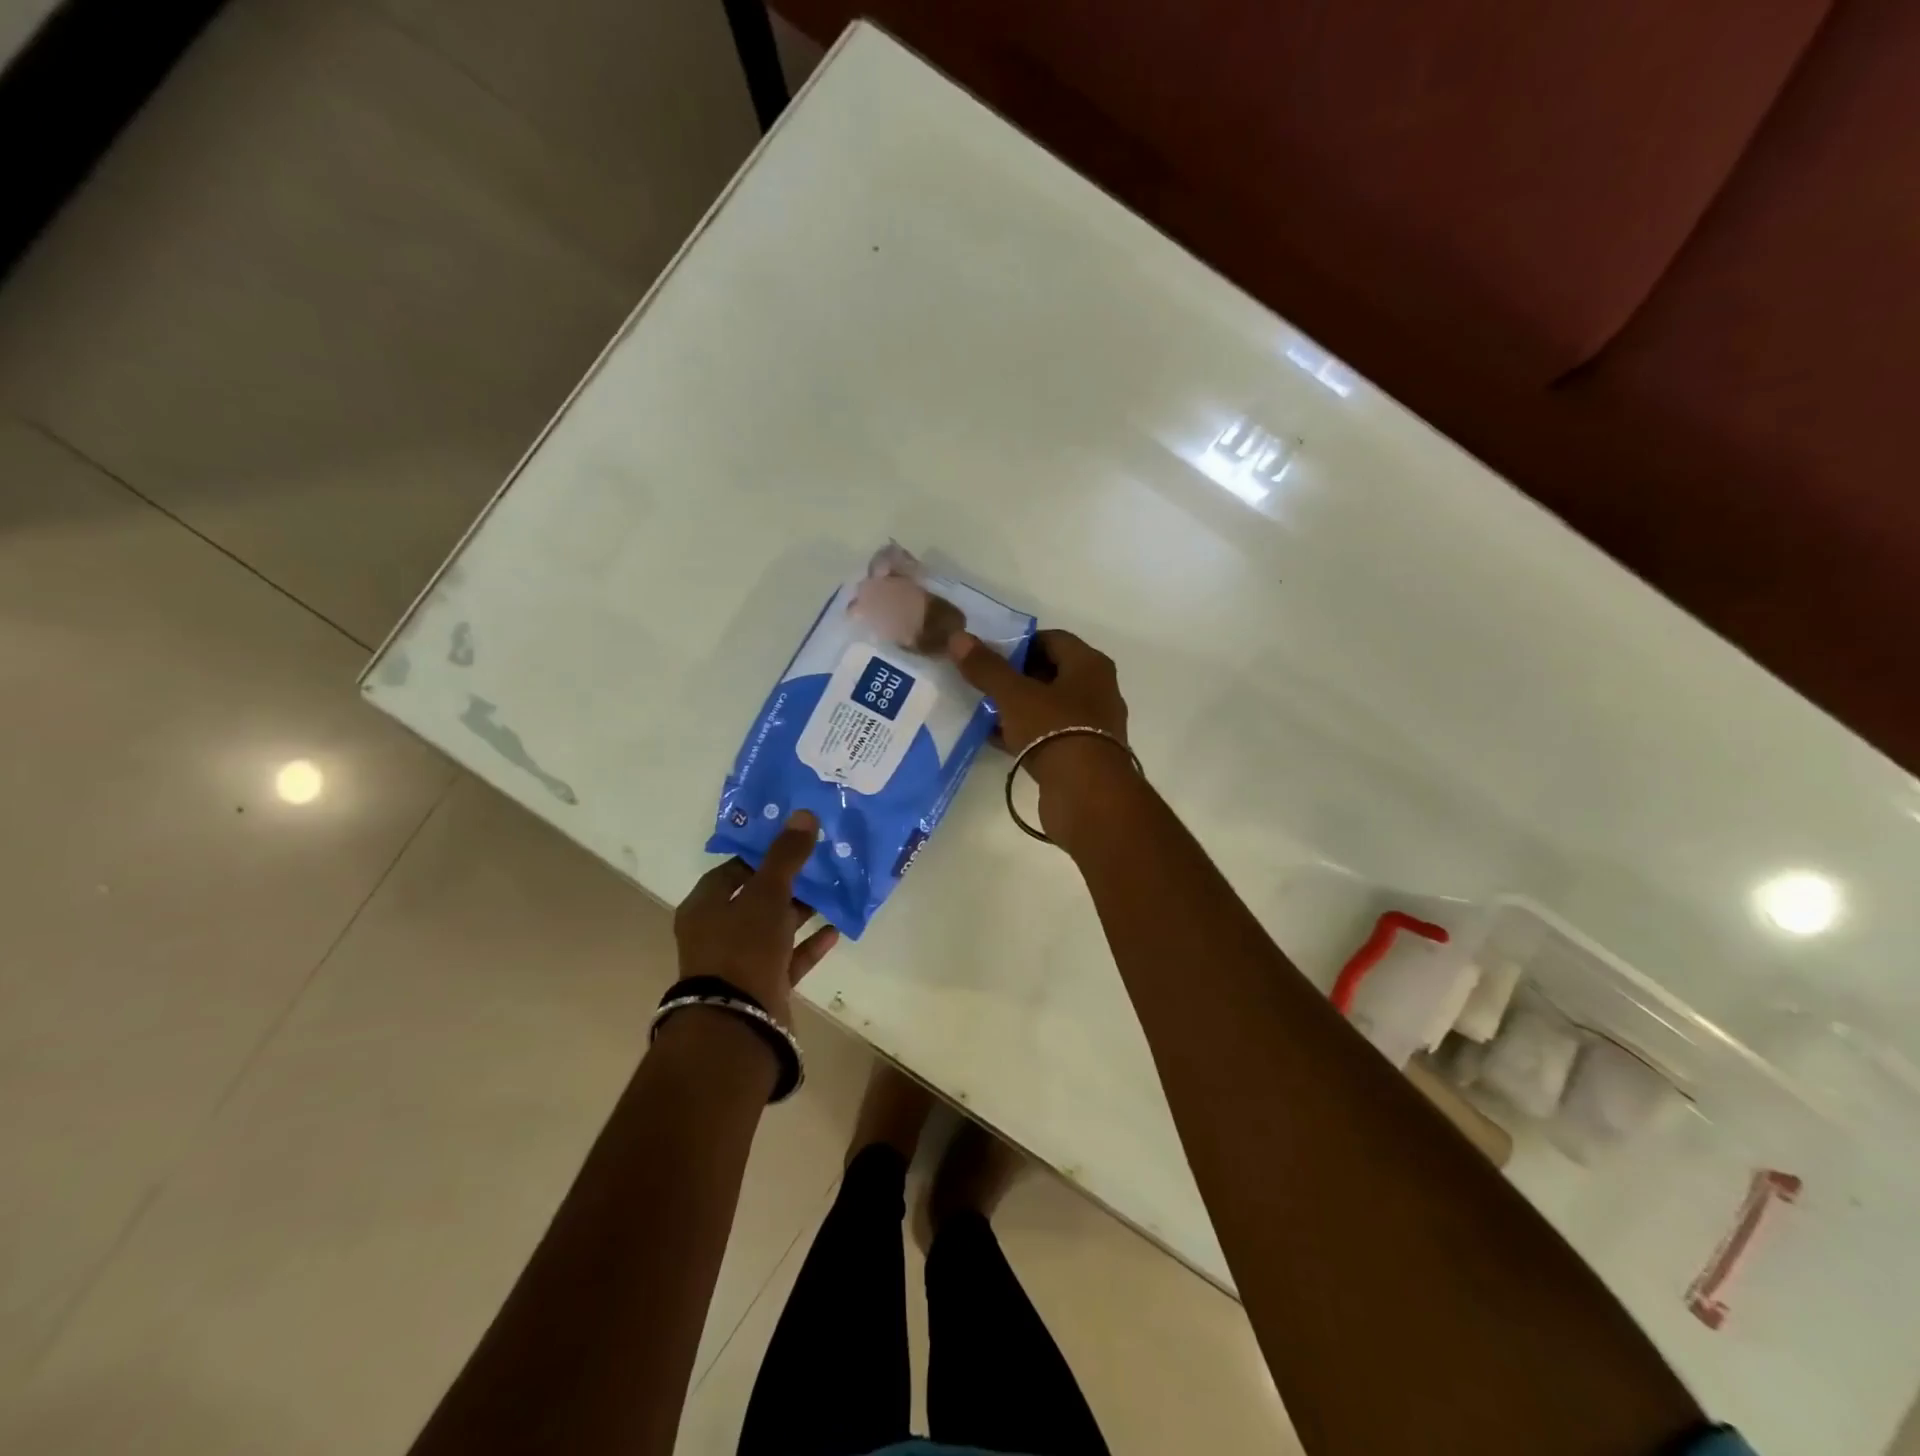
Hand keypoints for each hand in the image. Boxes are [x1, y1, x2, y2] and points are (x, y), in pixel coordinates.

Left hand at [674, 810, 839, 1025]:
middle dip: (788, 883)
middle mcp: (717, 933)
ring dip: (801, 913)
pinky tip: (835, 930)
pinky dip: (809, 945)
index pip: (732, 870)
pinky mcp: (763, 987)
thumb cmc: (743, 947)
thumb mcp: (766, 894)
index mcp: (705, 907)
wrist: (739, 1023)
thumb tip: (804, 814)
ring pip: (774, 929)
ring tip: (833, 892)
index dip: (761, 855)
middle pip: (755, 900)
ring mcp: (740, 963)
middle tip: (820, 863)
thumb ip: (786, 856)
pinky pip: (789, 959)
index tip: (793, 842)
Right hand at [947, 628, 1133, 845]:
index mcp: (1090, 665)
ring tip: (984, 710)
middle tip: (982, 681)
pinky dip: (1025, 733)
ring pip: (1049, 706)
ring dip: (1019, 707)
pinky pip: (1049, 734)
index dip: (1019, 643)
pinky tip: (996, 739)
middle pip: (1051, 672)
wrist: (1087, 795)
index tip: (988, 654)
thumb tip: (958, 637)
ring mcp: (1092, 725)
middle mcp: (1098, 690)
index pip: (1052, 639)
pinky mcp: (1082, 756)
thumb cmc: (1055, 731)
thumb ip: (987, 668)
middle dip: (1016, 676)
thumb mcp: (1015, 696)